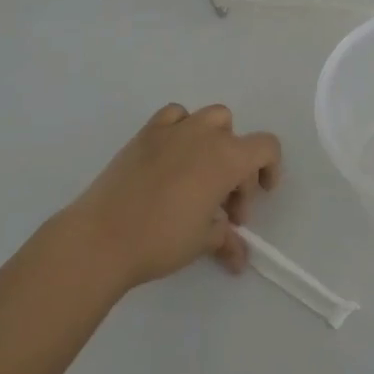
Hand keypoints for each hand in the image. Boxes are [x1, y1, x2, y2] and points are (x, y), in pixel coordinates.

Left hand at [60, 103, 281, 291]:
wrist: (102, 237)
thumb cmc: (162, 239)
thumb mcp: (203, 242)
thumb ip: (227, 240)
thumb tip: (239, 257)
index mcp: (227, 158)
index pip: (266, 147)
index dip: (271, 168)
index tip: (261, 195)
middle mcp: (204, 135)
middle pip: (237, 138)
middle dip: (238, 170)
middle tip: (224, 208)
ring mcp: (173, 130)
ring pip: (209, 118)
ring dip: (215, 141)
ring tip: (201, 175)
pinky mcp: (145, 133)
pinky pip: (174, 116)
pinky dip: (181, 128)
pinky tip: (173, 156)